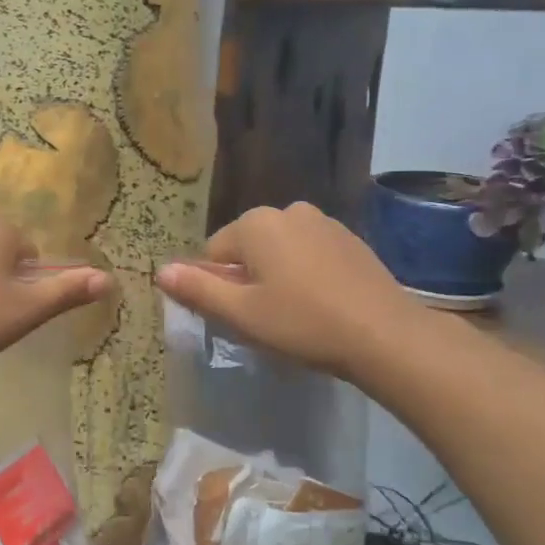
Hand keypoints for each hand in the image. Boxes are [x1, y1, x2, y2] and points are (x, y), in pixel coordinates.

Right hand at [155, 203, 421, 381]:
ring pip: (280, 250)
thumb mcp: (241, 314)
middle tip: (266, 318)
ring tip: (296, 314)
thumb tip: (160, 271)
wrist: (384, 334)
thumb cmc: (302, 323)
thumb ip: (198, 289)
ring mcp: (324, 222)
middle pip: (248, 247)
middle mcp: (288, 210)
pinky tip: (322, 304)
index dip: (220, 286)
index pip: (214, 252)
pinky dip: (307, 274)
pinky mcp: (350, 239)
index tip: (240, 316)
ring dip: (278, 275)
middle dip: (249, 278)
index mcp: (256, 223)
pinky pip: (310, 253)